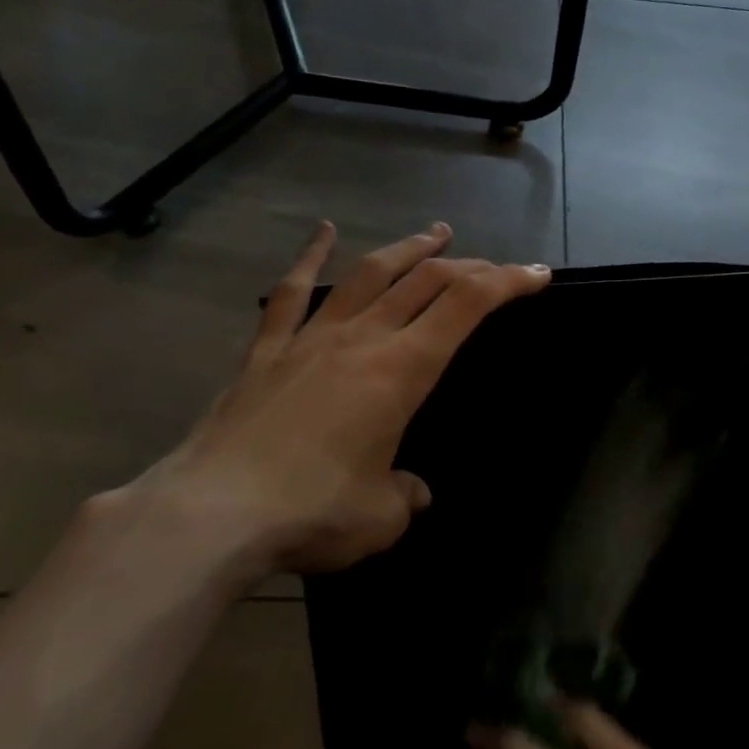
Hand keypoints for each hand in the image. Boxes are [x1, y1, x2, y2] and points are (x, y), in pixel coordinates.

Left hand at [113, 221, 548, 582]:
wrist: (212, 512)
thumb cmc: (311, 512)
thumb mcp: (380, 517)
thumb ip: (404, 496)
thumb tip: (411, 492)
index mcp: (401, 371)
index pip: (466, 307)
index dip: (508, 282)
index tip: (537, 274)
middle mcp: (362, 340)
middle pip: (425, 282)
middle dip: (469, 266)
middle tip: (494, 265)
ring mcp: (311, 339)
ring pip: (369, 275)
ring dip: (408, 250)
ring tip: (436, 233)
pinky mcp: (267, 351)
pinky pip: (292, 293)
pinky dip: (310, 258)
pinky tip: (323, 232)